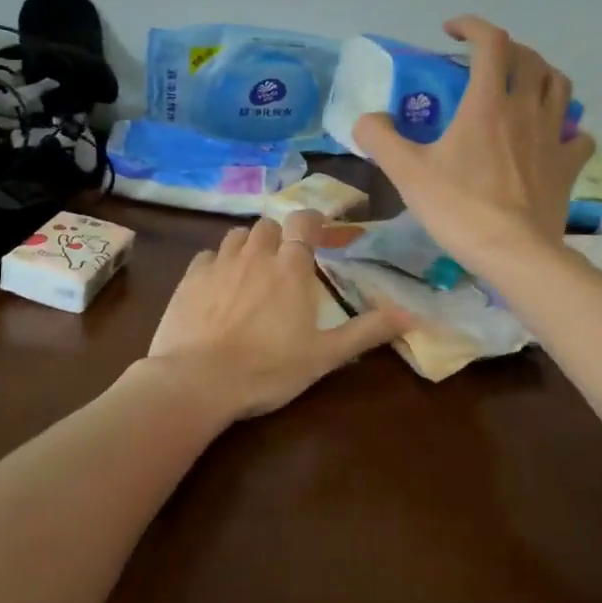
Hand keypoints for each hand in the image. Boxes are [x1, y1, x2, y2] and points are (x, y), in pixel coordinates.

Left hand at [146, 213, 410, 419]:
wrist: (197, 382)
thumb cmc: (268, 369)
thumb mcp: (325, 355)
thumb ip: (367, 331)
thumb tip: (412, 315)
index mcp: (291, 267)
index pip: (304, 222)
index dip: (313, 221)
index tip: (318, 230)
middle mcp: (255, 255)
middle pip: (268, 225)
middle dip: (279, 237)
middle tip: (284, 262)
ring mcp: (218, 264)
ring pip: (236, 236)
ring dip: (248, 245)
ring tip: (252, 270)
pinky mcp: (189, 278)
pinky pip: (207, 256)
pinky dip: (217, 262)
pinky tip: (218, 285)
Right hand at [352, 16, 595, 270]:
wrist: (513, 253)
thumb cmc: (459, 208)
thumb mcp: (407, 173)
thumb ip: (380, 138)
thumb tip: (365, 120)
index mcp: (487, 104)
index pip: (491, 42)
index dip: (472, 26)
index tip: (452, 31)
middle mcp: (526, 110)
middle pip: (530, 58)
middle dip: (507, 49)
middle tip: (484, 62)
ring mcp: (554, 137)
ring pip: (560, 87)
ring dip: (541, 76)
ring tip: (522, 86)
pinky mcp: (569, 165)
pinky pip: (579, 136)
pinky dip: (568, 128)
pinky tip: (554, 137)